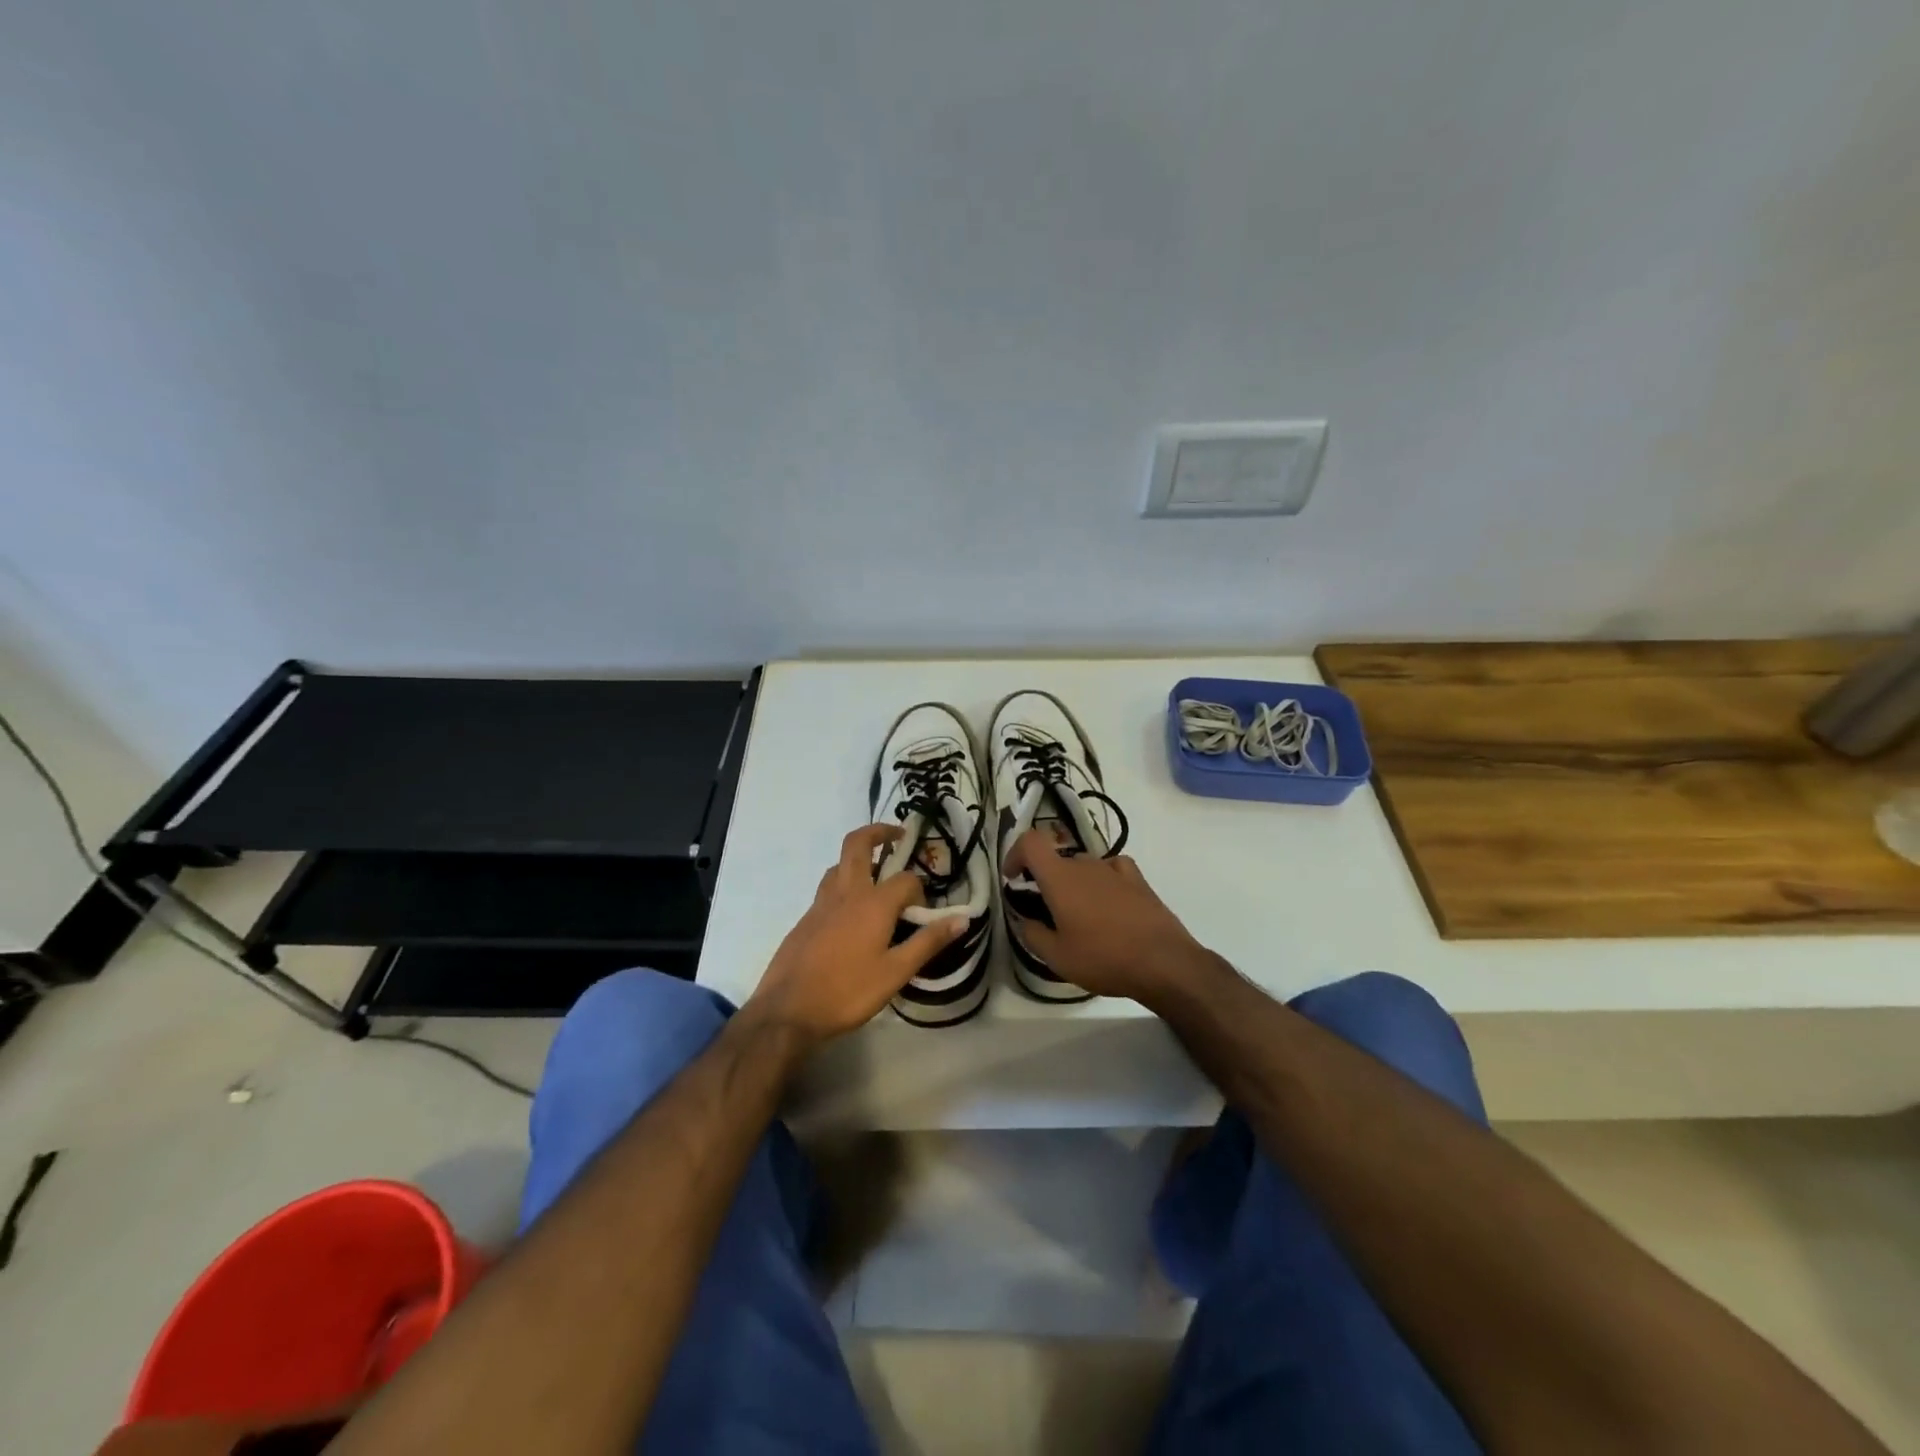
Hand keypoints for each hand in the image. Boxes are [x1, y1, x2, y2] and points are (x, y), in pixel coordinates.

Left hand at [744, 825, 968, 1046]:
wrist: (787, 1011)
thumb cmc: (847, 992)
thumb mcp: (896, 973)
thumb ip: (928, 942)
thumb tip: (962, 919)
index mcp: (873, 903)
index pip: (905, 879)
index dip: (919, 889)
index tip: (924, 910)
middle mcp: (846, 893)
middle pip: (858, 844)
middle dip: (878, 832)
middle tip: (897, 834)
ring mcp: (821, 904)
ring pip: (839, 864)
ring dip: (858, 858)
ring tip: (876, 873)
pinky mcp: (805, 919)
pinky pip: (827, 887)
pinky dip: (843, 883)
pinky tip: (850, 912)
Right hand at [1002, 831, 1217, 1005]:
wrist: (1164, 963)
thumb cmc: (1103, 958)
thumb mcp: (1057, 957)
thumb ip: (1032, 934)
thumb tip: (1025, 920)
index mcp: (1060, 878)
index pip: (1030, 842)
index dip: (1015, 853)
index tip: (1014, 877)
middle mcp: (1085, 864)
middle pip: (1057, 859)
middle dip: (1045, 880)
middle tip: (1045, 912)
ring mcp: (1114, 870)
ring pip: (1083, 866)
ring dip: (1074, 884)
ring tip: (1078, 916)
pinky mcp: (1138, 880)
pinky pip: (1112, 869)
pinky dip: (1103, 879)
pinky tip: (1108, 901)